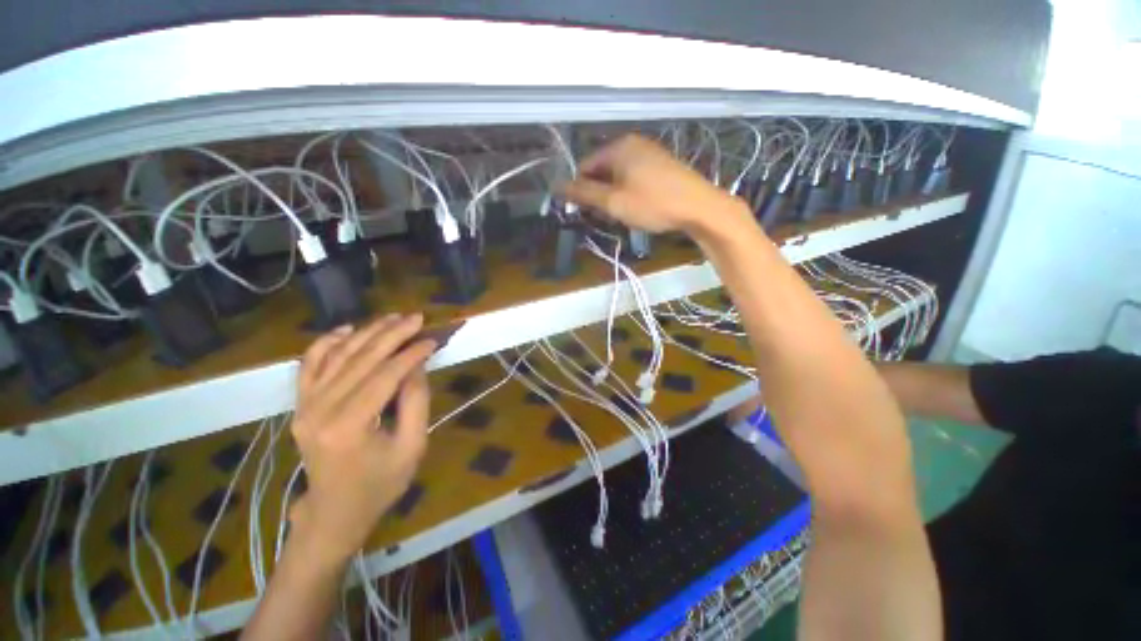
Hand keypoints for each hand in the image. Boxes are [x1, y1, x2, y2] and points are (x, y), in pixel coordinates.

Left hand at [288, 313, 435, 564]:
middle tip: (417, 318)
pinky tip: (348, 329)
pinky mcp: (300, 405)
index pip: (384, 376)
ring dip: (366, 332)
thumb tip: (417, 364)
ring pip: (337, 356)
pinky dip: (327, 343)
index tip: (433, 339)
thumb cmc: (380, 484)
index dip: (411, 354)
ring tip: (393, 318)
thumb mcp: (412, 446)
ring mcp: (304, 406)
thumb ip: (416, 401)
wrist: (334, 511)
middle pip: (360, 359)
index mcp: (349, 427)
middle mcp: (319, 411)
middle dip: (392, 334)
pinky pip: (310, 365)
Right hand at [561, 134, 750, 236]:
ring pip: (618, 175)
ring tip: (622, 215)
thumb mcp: (614, 202)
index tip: (583, 212)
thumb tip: (558, 187)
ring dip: (613, 196)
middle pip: (602, 170)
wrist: (699, 207)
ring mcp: (649, 152)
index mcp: (618, 147)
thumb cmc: (652, 204)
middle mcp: (632, 143)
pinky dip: (628, 192)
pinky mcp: (661, 164)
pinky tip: (637, 207)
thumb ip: (584, 194)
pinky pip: (634, 177)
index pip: (585, 166)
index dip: (580, 190)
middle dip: (599, 194)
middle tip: (606, 216)